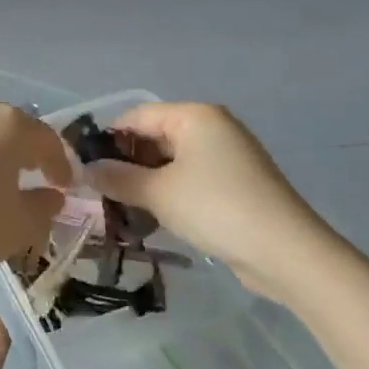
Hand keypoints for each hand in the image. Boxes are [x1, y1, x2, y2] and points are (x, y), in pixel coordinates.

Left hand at [0, 100, 70, 284]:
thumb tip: (51, 196)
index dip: (60, 164)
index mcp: (9, 124)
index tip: (65, 187)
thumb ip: (44, 206)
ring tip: (1, 180)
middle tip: (37, 177)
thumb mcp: (20, 225)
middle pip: (12, 128)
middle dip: (28, 152)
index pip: (46, 140)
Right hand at [81, 103, 350, 301]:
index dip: (106, 139)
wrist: (287, 253)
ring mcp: (227, 157)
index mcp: (194, 116)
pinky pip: (190, 181)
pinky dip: (168, 195)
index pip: (136, 116)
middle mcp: (212, 128)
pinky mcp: (236, 185)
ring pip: (170, 163)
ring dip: (144, 183)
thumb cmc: (215, 207)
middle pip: (154, 138)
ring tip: (118, 208)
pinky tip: (150, 218)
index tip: (82, 167)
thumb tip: (84, 170)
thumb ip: (116, 178)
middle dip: (125, 164)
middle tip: (97, 191)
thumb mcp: (157, 193)